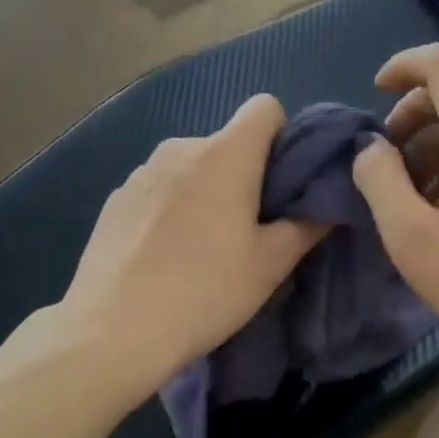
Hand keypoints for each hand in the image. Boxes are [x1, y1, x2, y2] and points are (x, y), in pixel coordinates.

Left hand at [53, 95, 325, 390]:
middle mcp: (181, 147)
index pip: (265, 107)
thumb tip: (324, 205)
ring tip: (203, 249)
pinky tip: (165, 257)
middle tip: (250, 232)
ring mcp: (141, 172)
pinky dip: (172, 209)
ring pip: (191, 168)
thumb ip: (306, 225)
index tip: (283, 185)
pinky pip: (159, 190)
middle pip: (227, 143)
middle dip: (245, 175)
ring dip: (206, 193)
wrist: (113, 330)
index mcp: (225, 154)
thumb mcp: (270, 265)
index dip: (283, 137)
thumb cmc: (205, 291)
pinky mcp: (115, 199)